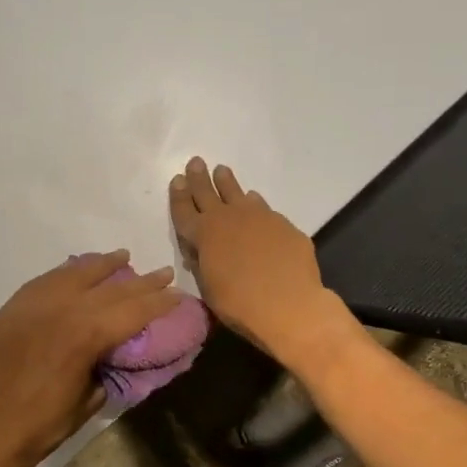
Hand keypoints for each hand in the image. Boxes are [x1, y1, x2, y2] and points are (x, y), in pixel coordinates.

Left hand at [0, 251, 179, 466]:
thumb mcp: (92, 398)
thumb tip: (120, 349)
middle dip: (139, 281)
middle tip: (162, 272)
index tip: (178, 293)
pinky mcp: (12, 309)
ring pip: (74, 274)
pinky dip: (66, 274)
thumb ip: (109, 365)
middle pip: (108, 287)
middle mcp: (59, 309)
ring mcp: (32, 305)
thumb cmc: (46, 425)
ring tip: (122, 257)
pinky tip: (78, 271)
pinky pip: (45, 281)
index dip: (158, 302)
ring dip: (102, 265)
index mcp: (84, 335)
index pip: (131, 310)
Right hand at [170, 157, 348, 361]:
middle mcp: (228, 218)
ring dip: (227, 182)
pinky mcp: (282, 224)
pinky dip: (254, 202)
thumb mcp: (209, 288)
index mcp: (203, 235)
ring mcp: (258, 217)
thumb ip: (202, 264)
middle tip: (196, 162)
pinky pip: (262, 207)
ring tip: (222, 171)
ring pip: (237, 193)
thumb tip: (200, 250)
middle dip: (200, 178)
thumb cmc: (239, 304)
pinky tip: (254, 201)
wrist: (288, 304)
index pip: (184, 211)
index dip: (179, 196)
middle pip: (208, 193)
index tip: (177, 180)